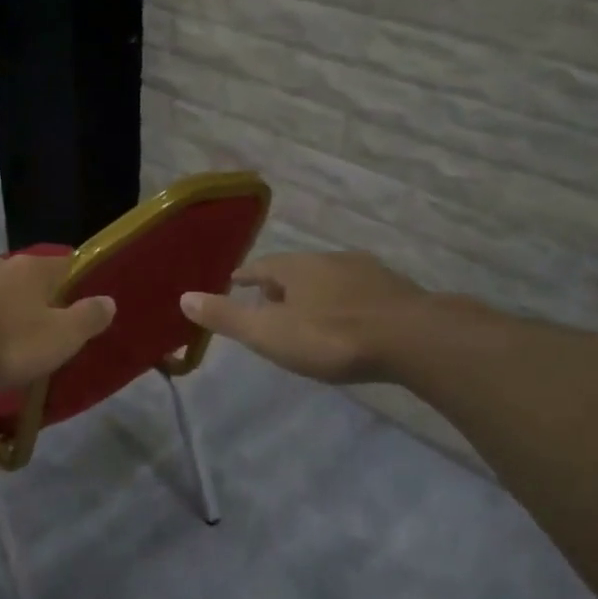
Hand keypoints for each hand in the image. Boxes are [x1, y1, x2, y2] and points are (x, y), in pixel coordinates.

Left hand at [0, 251, 114, 392]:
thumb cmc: (3, 344)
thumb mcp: (58, 340)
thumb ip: (86, 319)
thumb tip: (109, 300)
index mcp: (30, 271)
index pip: (62, 264)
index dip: (71, 279)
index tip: (74, 296)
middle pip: (16, 274)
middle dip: (23, 295)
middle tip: (27, 325)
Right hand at [180, 251, 428, 383]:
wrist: (413, 338)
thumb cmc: (332, 336)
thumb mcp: (269, 333)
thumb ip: (227, 316)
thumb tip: (184, 296)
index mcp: (296, 267)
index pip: (261, 267)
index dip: (245, 276)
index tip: (234, 281)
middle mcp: (330, 260)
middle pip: (296, 270)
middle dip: (280, 284)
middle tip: (269, 302)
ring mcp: (367, 273)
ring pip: (330, 278)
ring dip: (315, 292)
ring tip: (308, 313)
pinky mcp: (396, 291)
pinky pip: (360, 292)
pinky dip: (346, 302)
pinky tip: (350, 321)